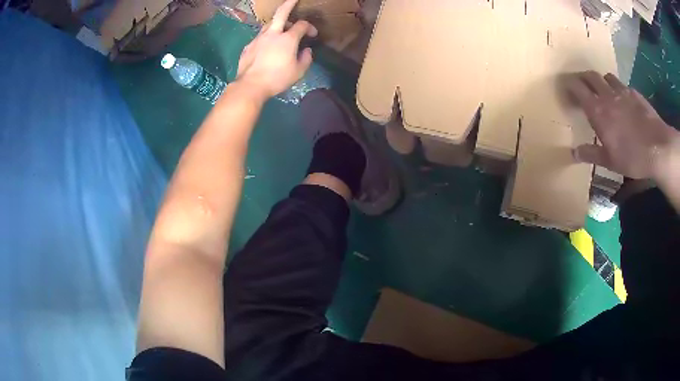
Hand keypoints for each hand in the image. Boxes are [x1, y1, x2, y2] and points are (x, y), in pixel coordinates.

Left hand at [235, 0, 317, 99]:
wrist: (250, 85)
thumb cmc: (277, 79)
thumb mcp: (298, 72)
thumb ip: (306, 59)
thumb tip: (307, 50)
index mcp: (288, 39)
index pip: (302, 25)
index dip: (310, 27)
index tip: (313, 34)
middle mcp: (272, 34)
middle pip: (281, 13)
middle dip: (289, 4)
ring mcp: (258, 39)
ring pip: (269, 24)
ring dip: (277, 24)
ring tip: (281, 29)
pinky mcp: (248, 46)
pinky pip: (259, 37)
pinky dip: (266, 37)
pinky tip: (267, 46)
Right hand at [567, 71, 679, 180]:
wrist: (658, 148)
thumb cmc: (633, 157)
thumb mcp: (610, 162)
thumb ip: (591, 154)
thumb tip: (574, 153)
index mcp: (597, 110)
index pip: (577, 87)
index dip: (569, 84)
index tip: (565, 88)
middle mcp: (607, 95)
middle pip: (590, 75)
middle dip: (583, 78)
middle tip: (582, 87)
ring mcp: (622, 91)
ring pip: (606, 77)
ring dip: (601, 82)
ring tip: (603, 92)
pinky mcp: (635, 93)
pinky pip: (622, 85)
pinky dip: (618, 89)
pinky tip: (624, 101)